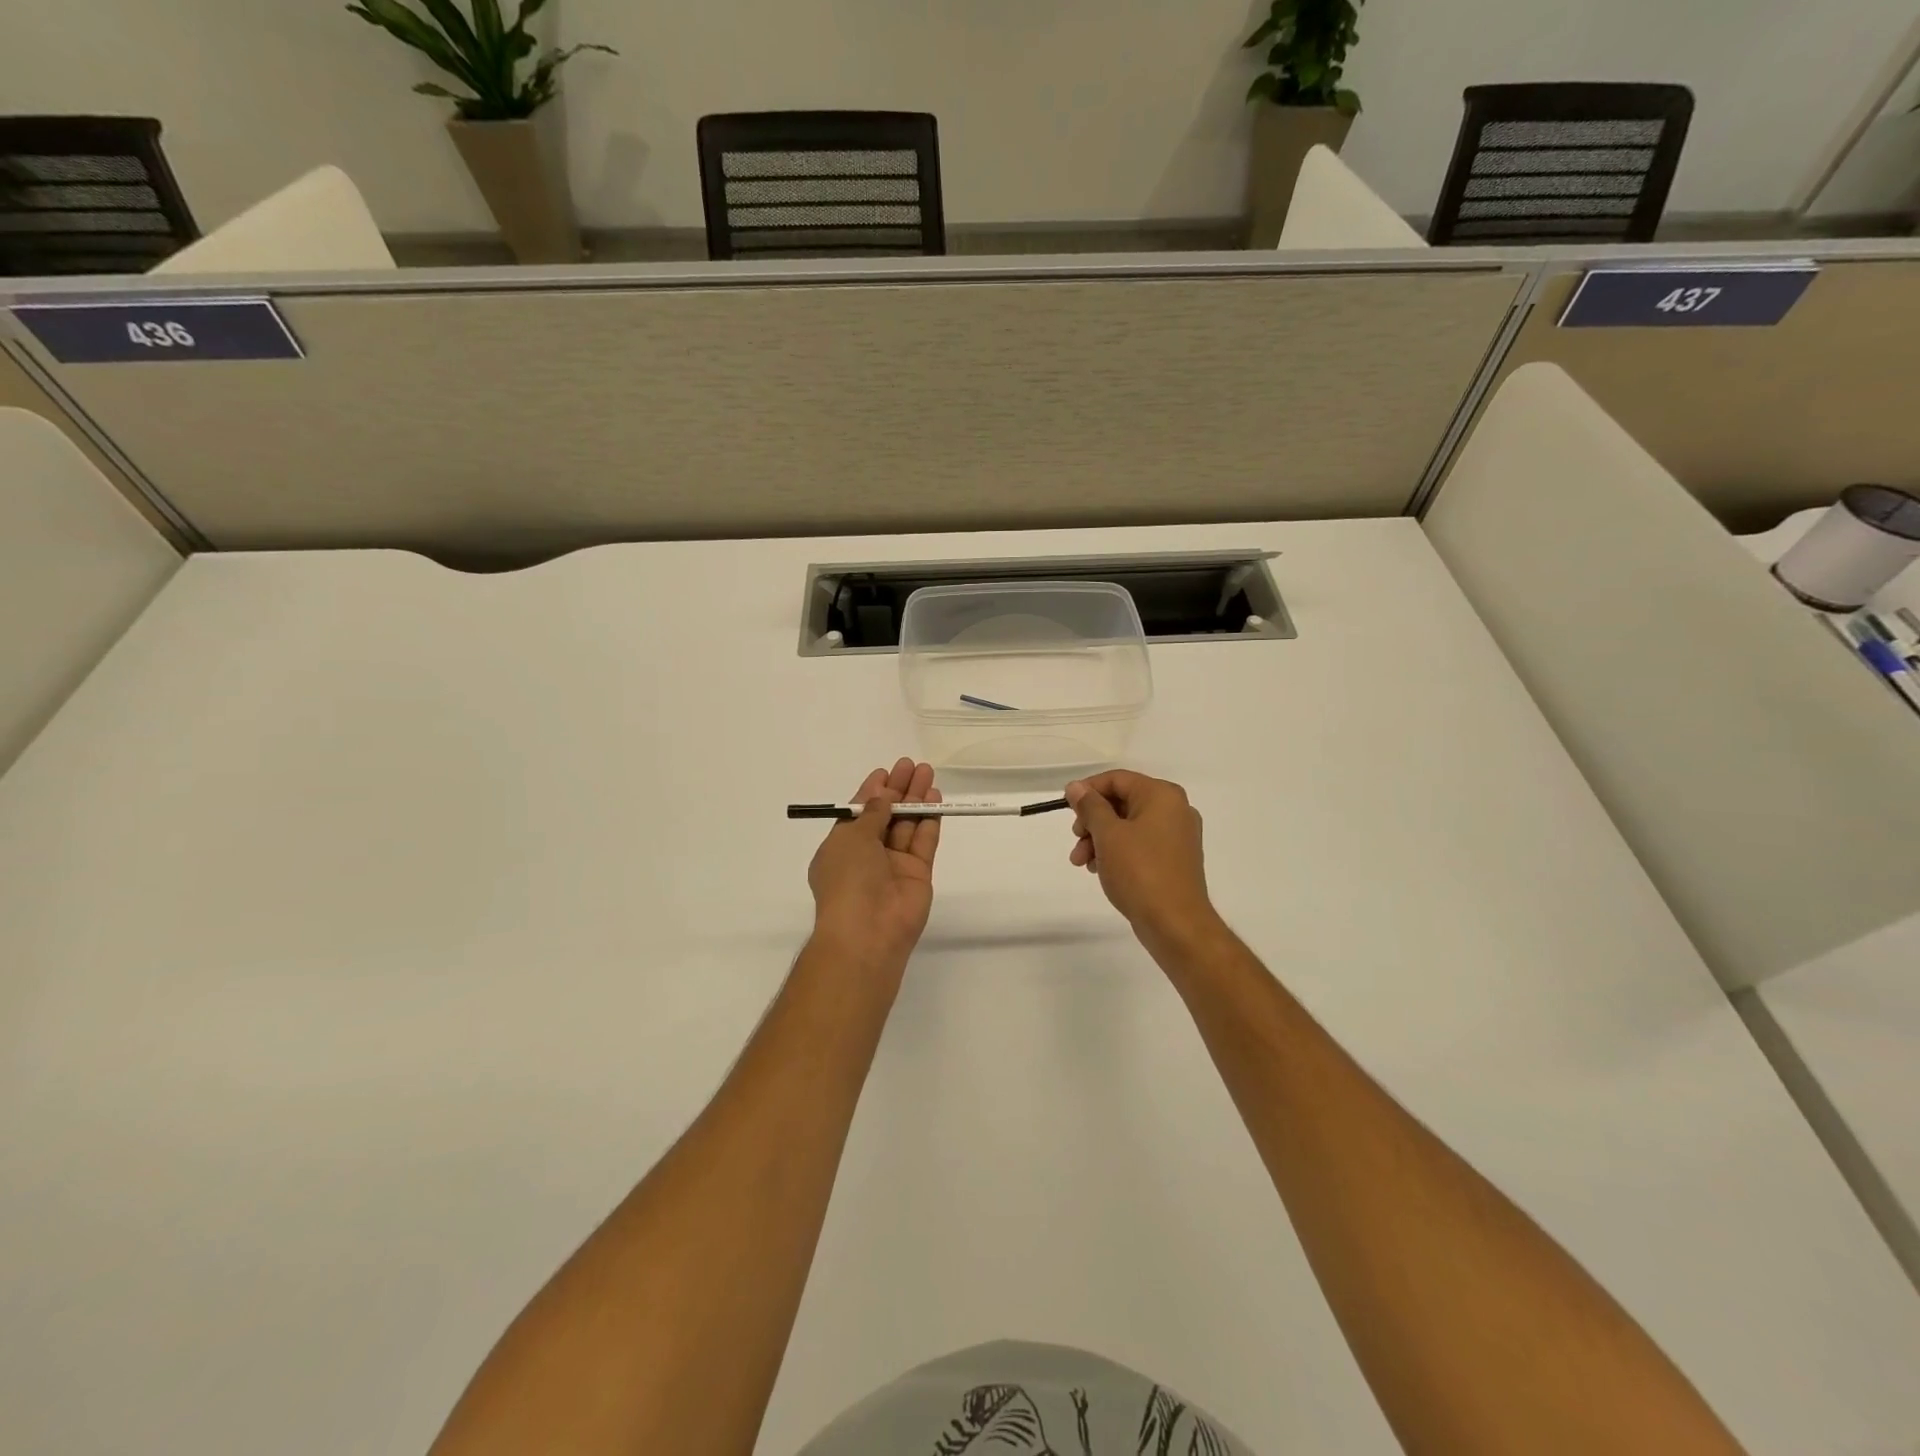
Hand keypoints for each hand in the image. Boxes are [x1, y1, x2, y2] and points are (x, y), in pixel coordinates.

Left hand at [807, 759, 941, 974]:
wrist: (868, 931)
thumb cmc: (847, 879)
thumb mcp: (850, 838)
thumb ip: (872, 814)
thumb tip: (883, 797)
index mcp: (842, 848)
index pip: (859, 813)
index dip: (872, 791)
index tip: (886, 771)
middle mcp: (867, 855)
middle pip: (886, 815)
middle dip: (898, 790)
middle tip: (912, 765)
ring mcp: (894, 864)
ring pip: (907, 825)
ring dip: (916, 799)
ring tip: (928, 773)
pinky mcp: (918, 873)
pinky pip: (924, 840)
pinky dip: (930, 819)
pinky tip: (936, 798)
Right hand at [1066, 772, 1220, 953]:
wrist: (1176, 924)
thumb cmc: (1140, 872)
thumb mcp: (1108, 835)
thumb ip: (1090, 806)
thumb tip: (1076, 787)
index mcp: (1162, 795)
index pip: (1117, 779)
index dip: (1088, 790)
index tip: (1066, 808)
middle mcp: (1174, 809)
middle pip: (1122, 802)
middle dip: (1092, 820)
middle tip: (1076, 839)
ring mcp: (1177, 836)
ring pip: (1128, 825)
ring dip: (1100, 838)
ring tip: (1082, 862)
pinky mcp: (1174, 859)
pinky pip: (1139, 844)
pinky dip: (1117, 851)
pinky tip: (1100, 869)